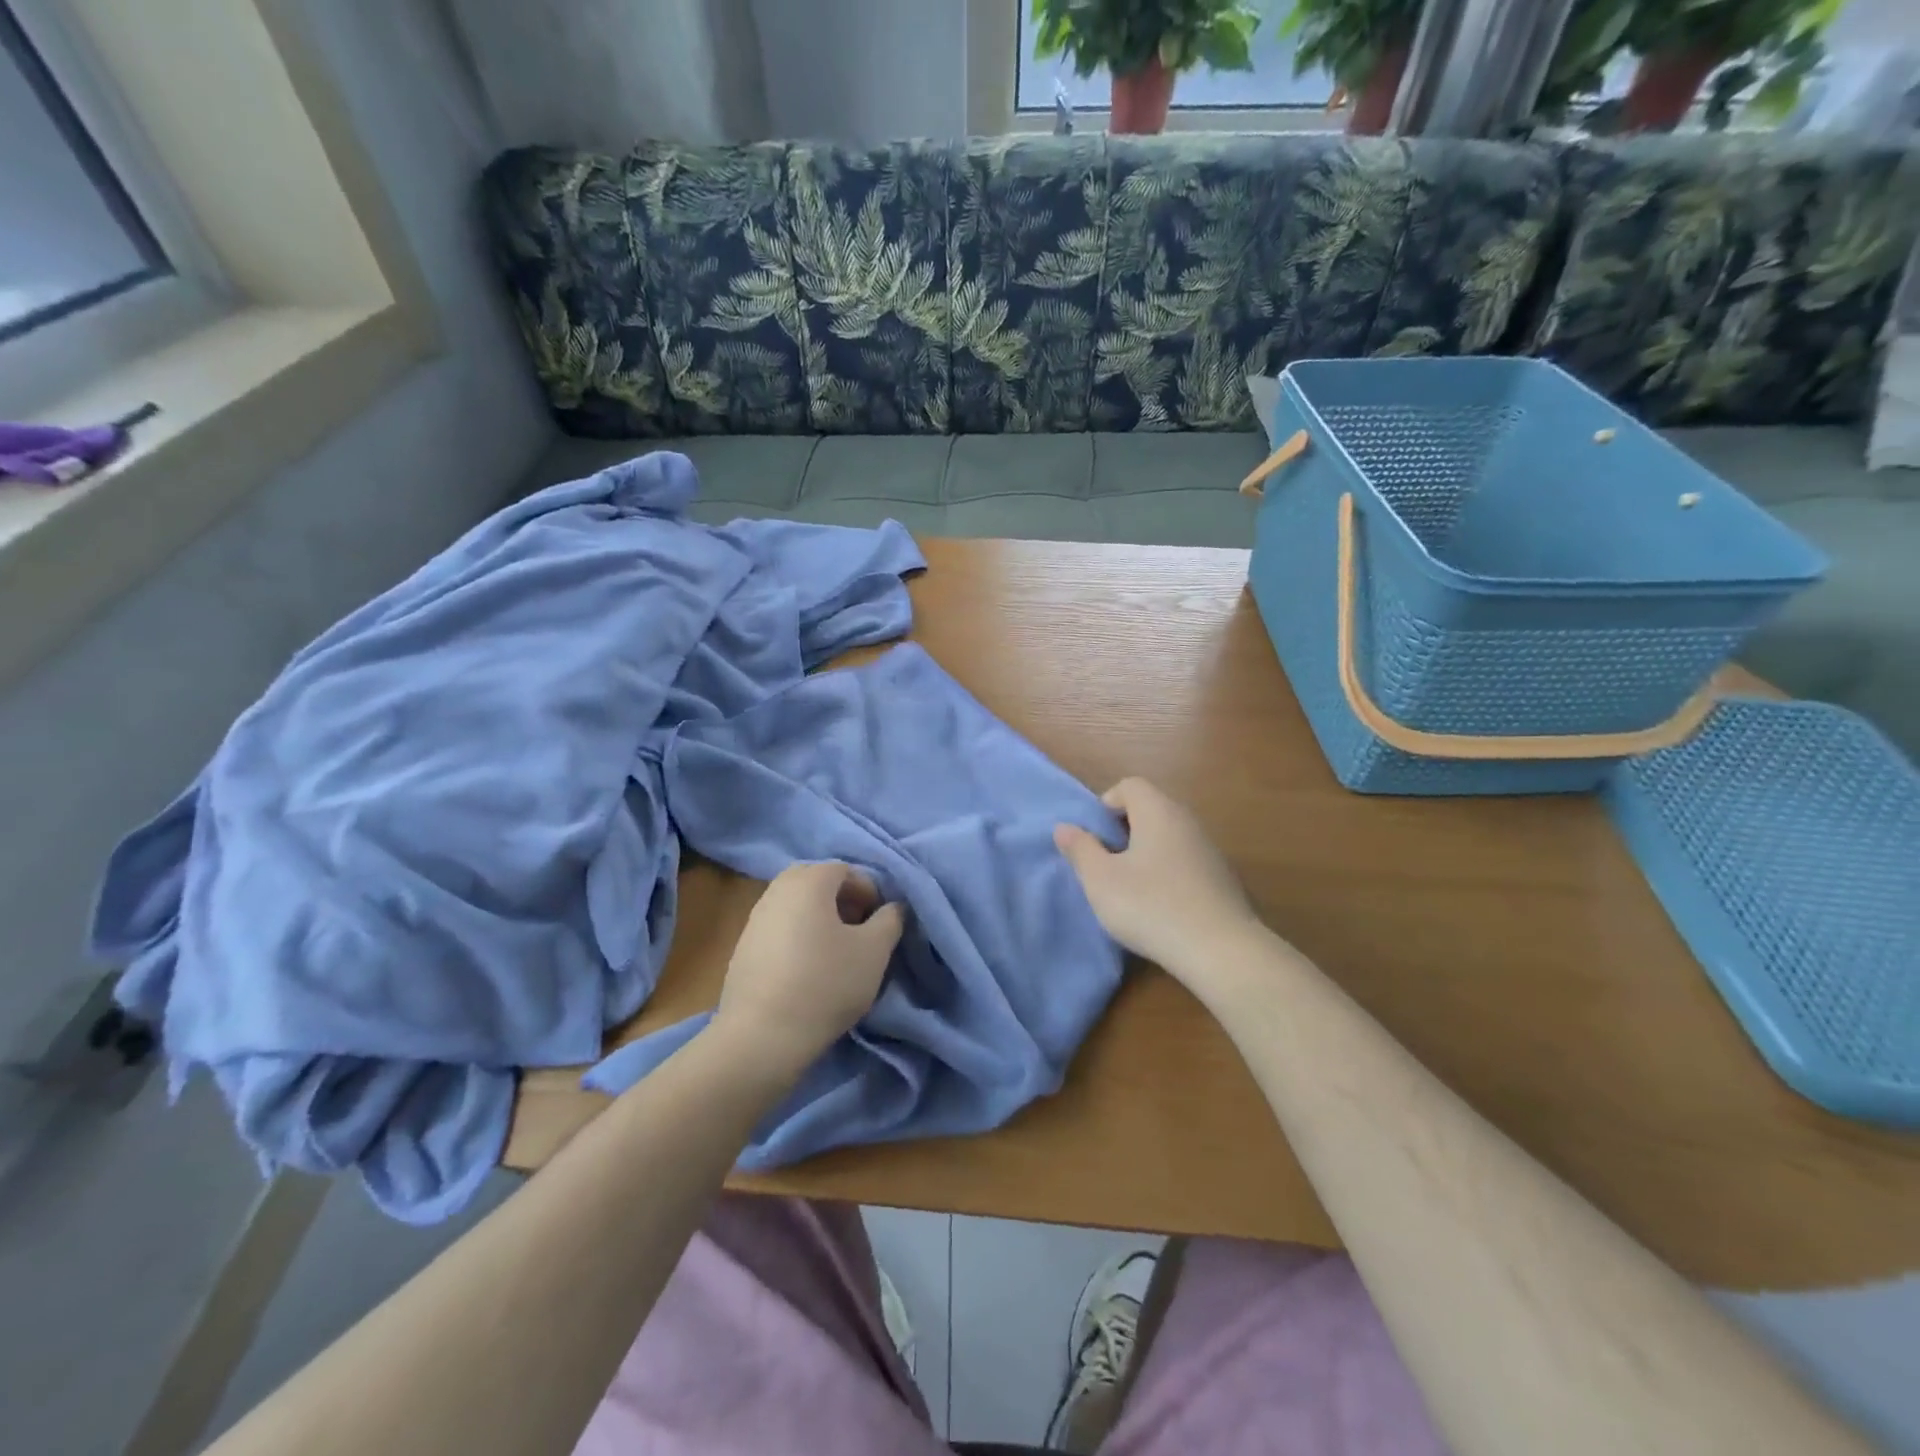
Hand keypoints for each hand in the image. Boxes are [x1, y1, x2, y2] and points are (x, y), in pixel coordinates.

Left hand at [713, 861, 904, 1082]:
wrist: (761, 1036)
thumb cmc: (826, 983)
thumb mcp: (875, 951)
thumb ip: (890, 920)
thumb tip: (892, 907)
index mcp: (809, 881)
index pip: (846, 870)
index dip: (869, 892)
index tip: (879, 924)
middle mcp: (777, 890)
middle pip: (818, 883)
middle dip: (843, 902)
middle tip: (860, 933)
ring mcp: (755, 918)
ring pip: (797, 906)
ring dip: (821, 920)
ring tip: (837, 955)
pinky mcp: (742, 948)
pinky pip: (780, 929)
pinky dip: (799, 938)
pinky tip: (809, 972)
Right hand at [1054, 778, 1262, 988]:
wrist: (1221, 950)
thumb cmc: (1150, 906)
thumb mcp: (1100, 880)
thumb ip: (1080, 849)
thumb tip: (1065, 827)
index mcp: (1158, 812)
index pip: (1130, 786)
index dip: (1106, 804)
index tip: (1095, 838)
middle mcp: (1187, 821)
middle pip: (1151, 809)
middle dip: (1124, 831)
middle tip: (1107, 863)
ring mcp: (1210, 850)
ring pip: (1169, 837)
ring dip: (1146, 854)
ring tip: (1130, 888)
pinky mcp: (1223, 879)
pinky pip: (1186, 862)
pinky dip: (1168, 874)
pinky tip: (1160, 907)